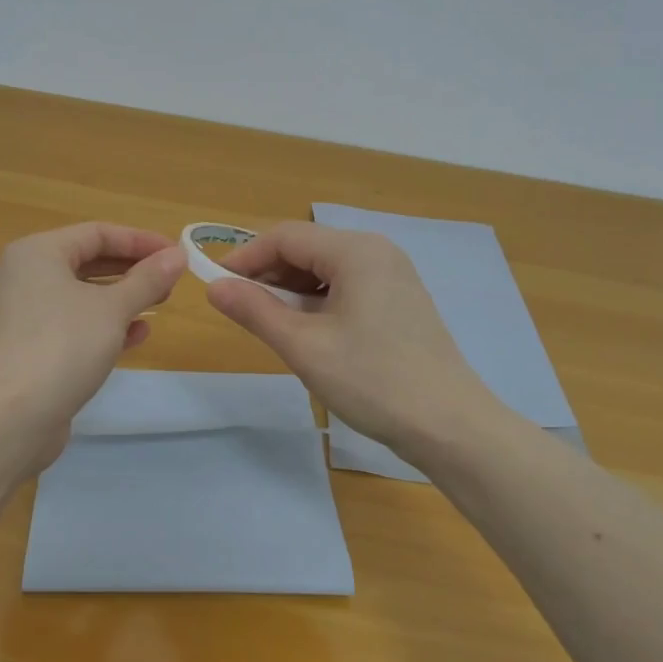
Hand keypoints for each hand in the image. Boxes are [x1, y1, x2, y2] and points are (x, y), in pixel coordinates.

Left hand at [0, 222, 185, 444]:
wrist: (12, 417)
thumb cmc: (63, 345)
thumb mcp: (113, 308)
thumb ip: (147, 279)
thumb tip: (177, 255)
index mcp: (38, 253)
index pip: (97, 233)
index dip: (140, 241)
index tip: (176, 254)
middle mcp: (26, 277)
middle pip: (88, 262)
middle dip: (133, 269)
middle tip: (171, 280)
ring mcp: (26, 315)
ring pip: (83, 296)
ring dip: (123, 298)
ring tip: (160, 304)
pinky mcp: (32, 349)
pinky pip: (75, 326)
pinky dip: (106, 326)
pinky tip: (137, 336)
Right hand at [206, 221, 497, 454]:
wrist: (449, 425)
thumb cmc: (371, 380)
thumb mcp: (303, 346)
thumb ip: (255, 310)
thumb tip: (213, 287)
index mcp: (356, 250)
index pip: (286, 236)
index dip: (246, 257)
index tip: (216, 285)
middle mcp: (377, 251)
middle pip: (308, 247)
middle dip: (268, 273)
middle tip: (240, 308)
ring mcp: (394, 275)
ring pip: (327, 268)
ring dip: (292, 289)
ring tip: (270, 322)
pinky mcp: (400, 300)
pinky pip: (348, 286)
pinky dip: (319, 300)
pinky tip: (308, 330)